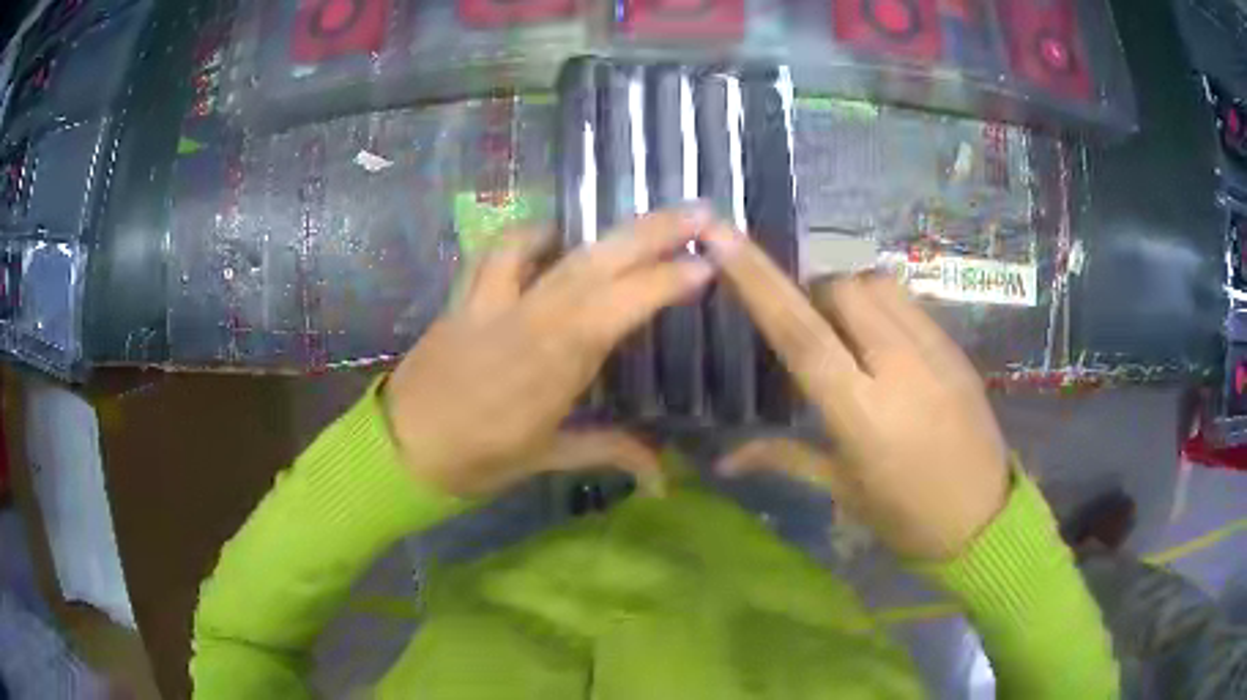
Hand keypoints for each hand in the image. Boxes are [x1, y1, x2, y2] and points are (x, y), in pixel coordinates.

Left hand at [383, 209, 715, 497]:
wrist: (401, 447)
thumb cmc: (477, 460)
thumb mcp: (547, 458)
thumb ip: (612, 452)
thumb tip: (667, 480)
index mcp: (552, 366)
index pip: (618, 308)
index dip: (664, 282)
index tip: (706, 263)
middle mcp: (526, 321)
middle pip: (593, 263)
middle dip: (651, 231)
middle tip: (698, 211)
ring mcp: (490, 301)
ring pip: (546, 245)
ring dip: (593, 226)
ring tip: (632, 223)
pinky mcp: (464, 294)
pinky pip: (498, 249)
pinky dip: (529, 234)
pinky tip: (551, 238)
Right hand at [702, 224, 1008, 559]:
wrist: (983, 517)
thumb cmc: (904, 516)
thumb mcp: (841, 489)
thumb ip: (783, 457)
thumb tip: (721, 461)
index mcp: (861, 413)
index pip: (801, 334)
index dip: (758, 282)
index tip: (723, 239)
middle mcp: (899, 369)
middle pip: (842, 291)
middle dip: (814, 295)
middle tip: (811, 331)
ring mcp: (935, 352)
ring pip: (878, 284)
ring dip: (850, 294)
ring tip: (848, 331)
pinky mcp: (956, 348)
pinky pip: (909, 301)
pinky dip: (882, 306)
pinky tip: (884, 341)